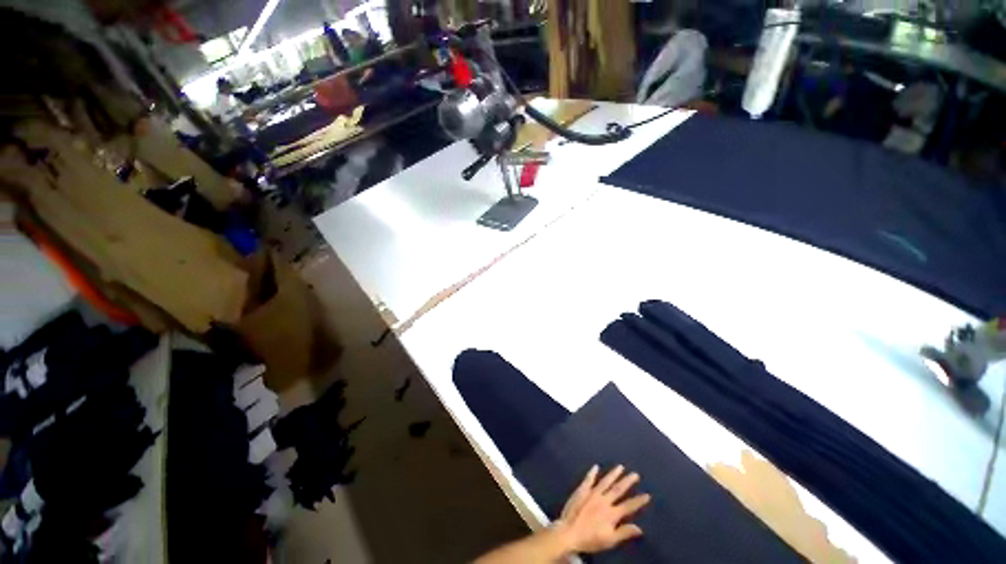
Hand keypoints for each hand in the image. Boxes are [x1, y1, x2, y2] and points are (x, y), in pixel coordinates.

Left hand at [551, 465, 650, 554]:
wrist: (569, 532)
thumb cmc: (590, 539)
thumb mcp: (609, 540)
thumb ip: (624, 532)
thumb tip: (640, 528)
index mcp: (612, 513)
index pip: (628, 506)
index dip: (638, 501)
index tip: (647, 495)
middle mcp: (604, 500)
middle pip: (618, 489)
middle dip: (627, 481)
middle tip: (635, 474)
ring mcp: (592, 493)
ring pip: (605, 481)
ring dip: (614, 474)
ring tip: (620, 467)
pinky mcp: (582, 490)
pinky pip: (588, 479)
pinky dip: (592, 472)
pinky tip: (596, 467)